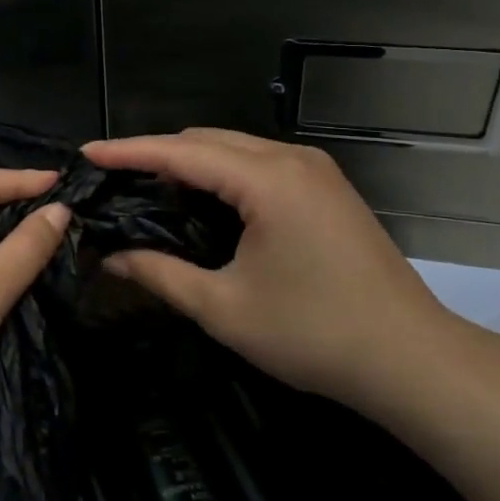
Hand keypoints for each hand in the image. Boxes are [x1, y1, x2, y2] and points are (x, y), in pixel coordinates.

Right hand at [82, 129, 459, 402]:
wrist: (414, 360)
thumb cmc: (315, 334)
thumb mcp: (224, 308)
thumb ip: (160, 274)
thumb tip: (110, 257)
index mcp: (267, 180)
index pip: (180, 152)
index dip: (128, 151)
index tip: (85, 154)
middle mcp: (291, 159)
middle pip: (206, 140)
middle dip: (155, 154)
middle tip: (112, 181)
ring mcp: (314, 170)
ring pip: (233, 149)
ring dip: (188, 163)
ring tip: (147, 190)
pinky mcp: (326, 188)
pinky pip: (257, 164)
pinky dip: (220, 174)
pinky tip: (200, 201)